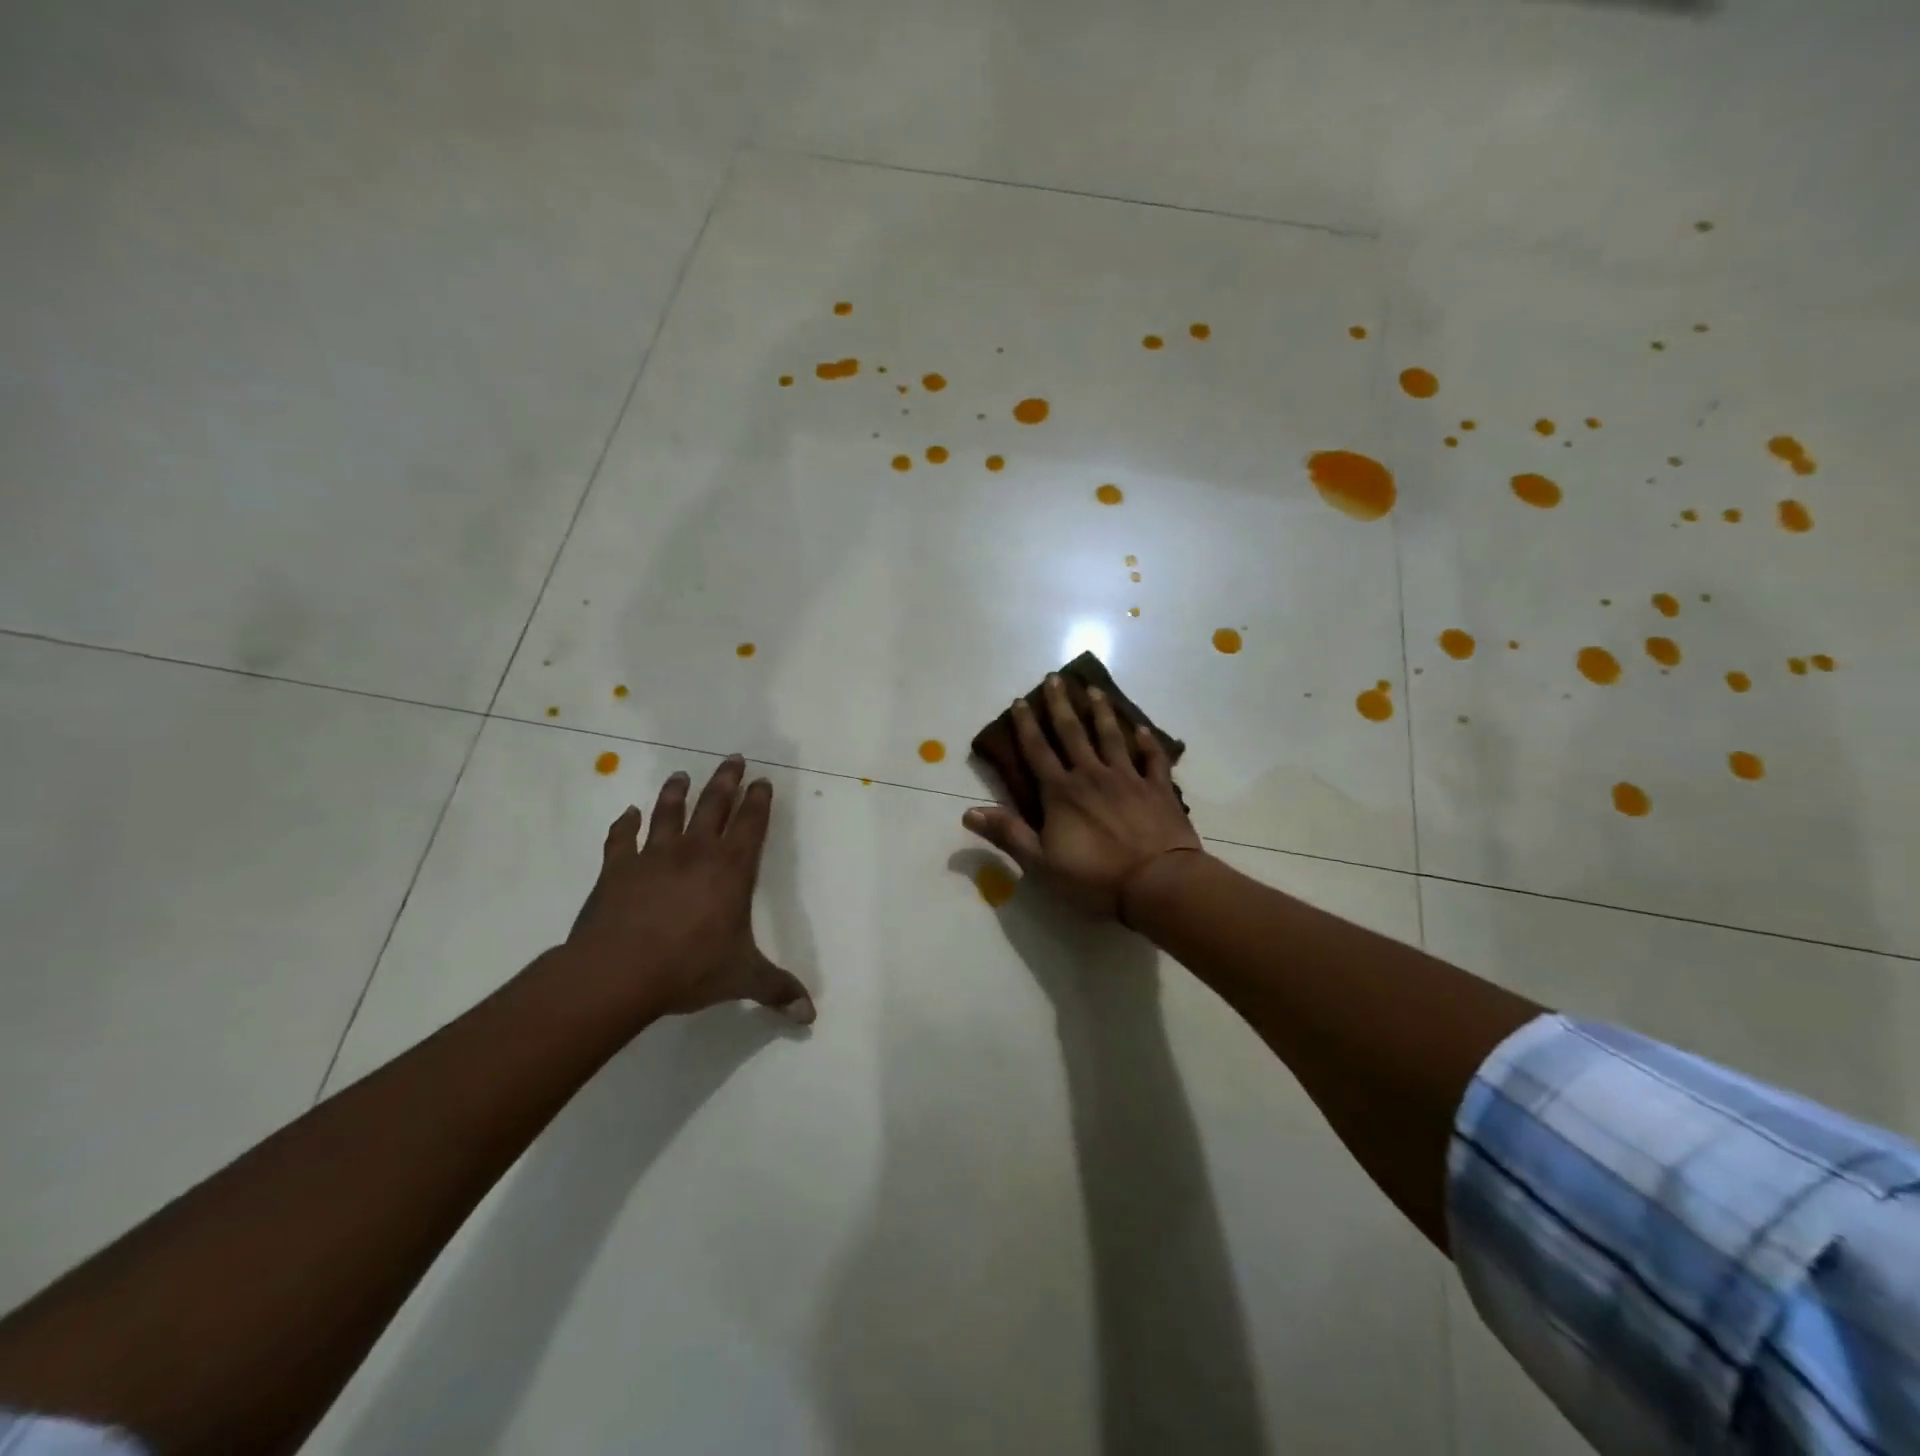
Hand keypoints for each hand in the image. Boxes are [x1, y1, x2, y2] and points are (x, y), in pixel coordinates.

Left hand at [567, 755, 815, 1023]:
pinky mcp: (616, 869)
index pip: (751, 825)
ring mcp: (653, 856)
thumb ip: (777, 989)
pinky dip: (624, 824)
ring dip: (676, 792)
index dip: (759, 801)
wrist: (619, 971)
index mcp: (731, 869)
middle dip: (726, 781)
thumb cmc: (690, 967)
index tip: (762, 781)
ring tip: (682, 775)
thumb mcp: (742, 978)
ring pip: (668, 813)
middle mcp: (695, 852)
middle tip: (733, 758)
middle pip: (713, 805)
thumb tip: (810, 1015)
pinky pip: (621, 839)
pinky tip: (627, 814)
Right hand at [963, 675, 1203, 919]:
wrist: (1157, 882)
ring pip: (1112, 736)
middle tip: (1055, 678)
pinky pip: (1152, 759)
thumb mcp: (1041, 862)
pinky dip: (1148, 742)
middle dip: (1061, 704)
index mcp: (1061, 792)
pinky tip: (1144, 729)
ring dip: (1102, 712)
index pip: (1038, 751)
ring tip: (1094, 689)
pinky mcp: (1158, 789)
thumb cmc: (1094, 876)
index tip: (1020, 700)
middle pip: (1073, 733)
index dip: (1026, 725)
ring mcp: (1128, 778)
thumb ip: (1008, 834)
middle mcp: (1092, 775)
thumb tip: (968, 813)